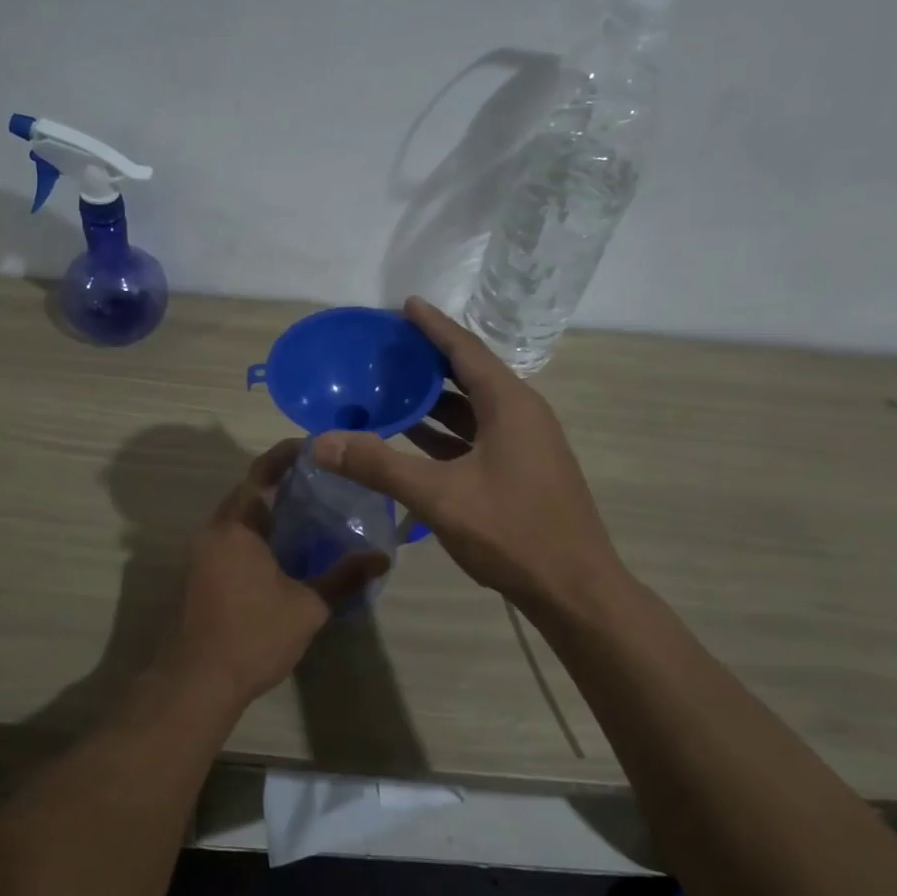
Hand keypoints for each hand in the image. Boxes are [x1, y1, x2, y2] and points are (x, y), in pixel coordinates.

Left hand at [155, 439, 389, 709]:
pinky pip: (233, 533)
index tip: (318, 446)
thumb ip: (344, 578)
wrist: (195, 682)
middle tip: (324, 477)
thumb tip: (382, 557)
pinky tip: (287, 543)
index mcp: (237, 526)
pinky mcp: (201, 570)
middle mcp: (215, 529)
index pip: (262, 472)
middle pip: (249, 488)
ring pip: (240, 513)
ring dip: (269, 504)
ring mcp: (203, 550)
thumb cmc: (252, 637)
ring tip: (312, 505)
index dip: (288, 453)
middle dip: (282, 478)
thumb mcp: (307, 608)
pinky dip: (258, 527)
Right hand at [314, 297, 623, 610]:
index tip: (405, 304)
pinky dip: (445, 432)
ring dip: (434, 400)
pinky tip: (413, 439)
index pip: (465, 350)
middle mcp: (522, 414)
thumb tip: (321, 442)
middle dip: (428, 361)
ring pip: (473, 409)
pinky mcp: (522, 471)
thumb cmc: (513, 532)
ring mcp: (525, 444)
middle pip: (469, 374)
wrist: (575, 590)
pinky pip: (477, 436)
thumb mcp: (439, 496)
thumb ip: (378, 466)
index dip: (434, 326)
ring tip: (391, 389)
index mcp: (510, 404)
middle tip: (387, 349)